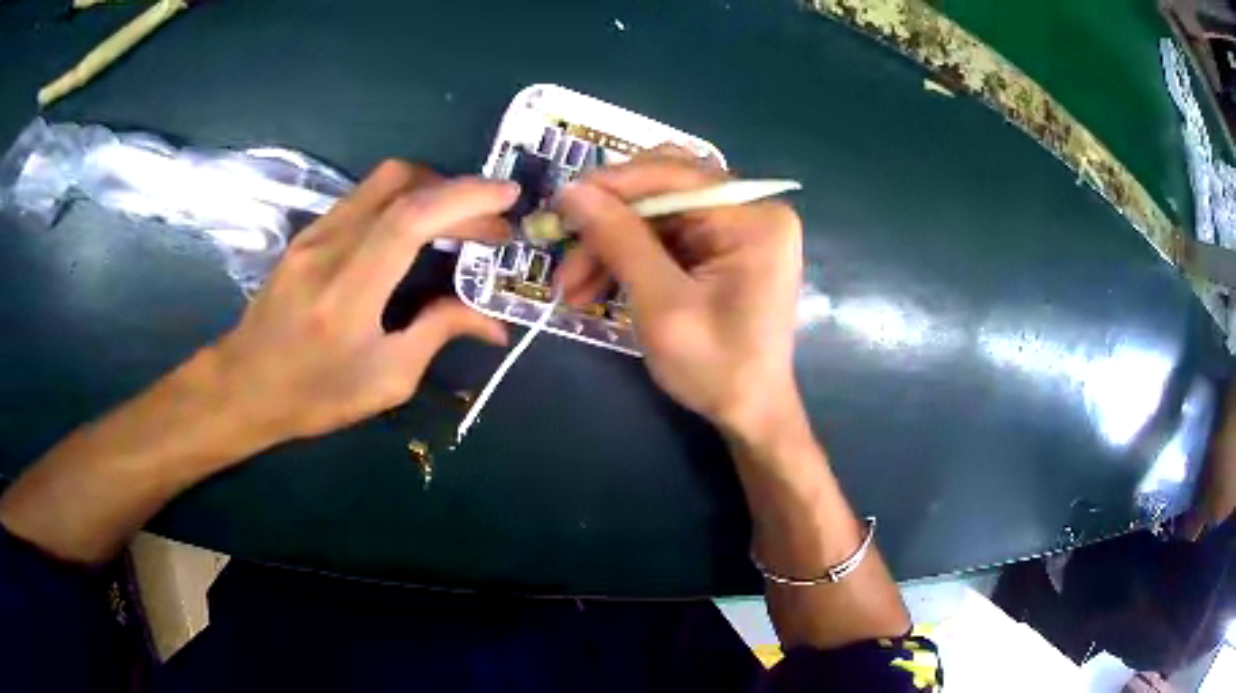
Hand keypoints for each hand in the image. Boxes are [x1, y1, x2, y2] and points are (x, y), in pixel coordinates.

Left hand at [206, 160, 515, 450]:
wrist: (244, 383)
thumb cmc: (313, 394)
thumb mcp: (385, 381)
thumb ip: (438, 333)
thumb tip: (492, 321)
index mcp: (347, 292)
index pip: (410, 219)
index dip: (465, 199)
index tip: (509, 200)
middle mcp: (328, 247)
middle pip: (400, 181)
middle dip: (457, 191)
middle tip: (491, 223)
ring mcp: (314, 232)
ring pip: (383, 181)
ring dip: (432, 190)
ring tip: (461, 223)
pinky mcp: (309, 231)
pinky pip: (366, 197)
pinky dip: (404, 199)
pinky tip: (418, 229)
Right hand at [555, 151, 803, 438]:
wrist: (750, 412)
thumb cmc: (716, 367)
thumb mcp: (661, 305)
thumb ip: (619, 240)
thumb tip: (571, 190)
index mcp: (752, 219)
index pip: (673, 174)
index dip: (612, 184)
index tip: (560, 202)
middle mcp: (750, 211)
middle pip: (663, 190)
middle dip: (608, 221)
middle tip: (564, 250)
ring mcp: (737, 229)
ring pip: (656, 216)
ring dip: (610, 245)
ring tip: (572, 289)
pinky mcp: (722, 248)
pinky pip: (665, 238)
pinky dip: (628, 259)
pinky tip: (596, 288)